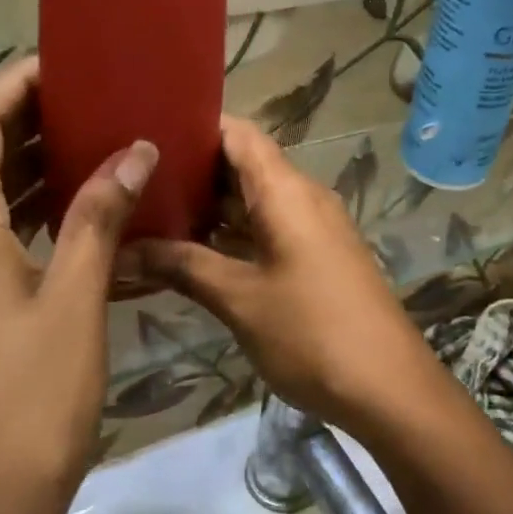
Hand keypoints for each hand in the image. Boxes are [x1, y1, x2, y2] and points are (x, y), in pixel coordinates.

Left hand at [0, 55, 158, 513]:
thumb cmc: (31, 398)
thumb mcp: (75, 300)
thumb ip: (99, 216)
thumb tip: (134, 150)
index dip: (12, 85)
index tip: (65, 66)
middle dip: (19, 117)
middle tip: (86, 100)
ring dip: (21, 161)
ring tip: (85, 140)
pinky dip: (21, 206)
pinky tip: (68, 208)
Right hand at [131, 116, 450, 438]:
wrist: (388, 387)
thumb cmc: (312, 333)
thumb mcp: (240, 299)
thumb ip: (183, 267)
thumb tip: (123, 251)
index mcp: (287, 192)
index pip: (239, 134)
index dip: (195, 125)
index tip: (146, 132)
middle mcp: (303, 199)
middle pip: (244, 166)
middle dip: (192, 172)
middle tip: (134, 180)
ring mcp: (313, 231)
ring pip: (255, 203)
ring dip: (210, 209)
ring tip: (150, 213)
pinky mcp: (318, 260)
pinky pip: (269, 232)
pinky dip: (232, 237)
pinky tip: (191, 254)